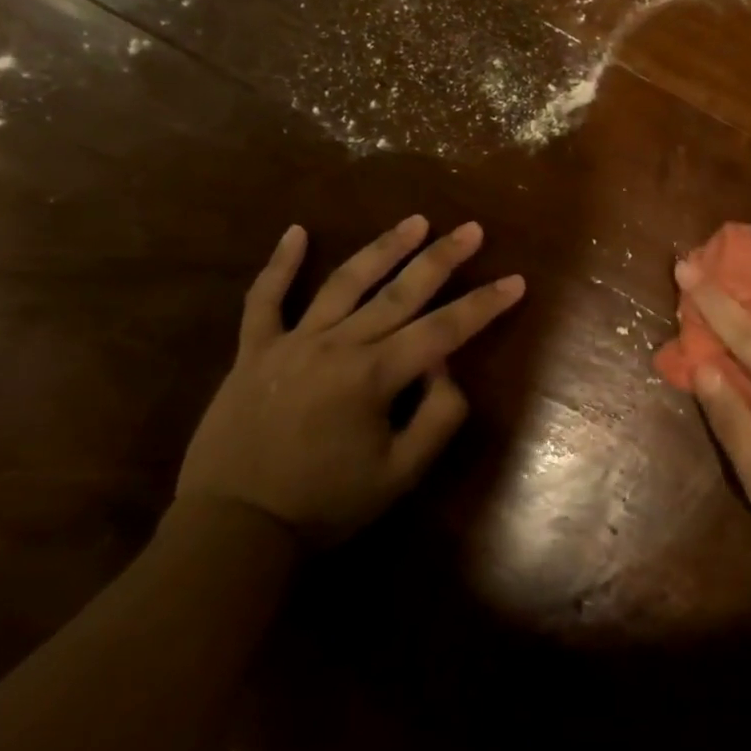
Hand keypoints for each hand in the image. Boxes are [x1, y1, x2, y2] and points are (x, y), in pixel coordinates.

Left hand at [178, 217, 525, 544]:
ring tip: (415, 221)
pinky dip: (279, 264)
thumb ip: (437, 417)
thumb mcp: (400, 476)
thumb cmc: (325, 505)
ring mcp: (292, 341)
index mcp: (374, 376)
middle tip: (471, 228)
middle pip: (401, 292)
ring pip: (345, 282)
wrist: (234, 529)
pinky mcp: (254, 349)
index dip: (484, 305)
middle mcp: (338, 345)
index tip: (515, 280)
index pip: (444, 330)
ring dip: (383, 248)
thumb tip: (444, 367)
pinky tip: (296, 230)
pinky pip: (264, 299)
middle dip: (442, 258)